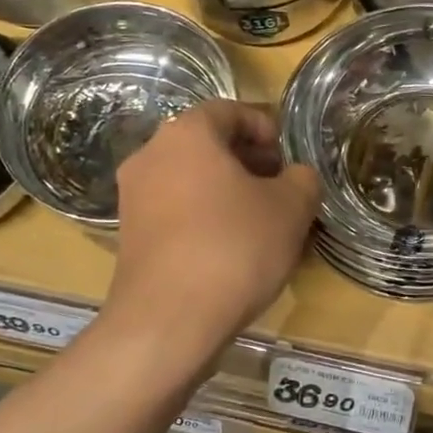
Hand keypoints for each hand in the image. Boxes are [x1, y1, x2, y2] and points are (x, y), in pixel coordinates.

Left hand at [107, 100, 319, 346]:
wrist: (169, 321)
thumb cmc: (235, 248)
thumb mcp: (291, 208)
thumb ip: (302, 179)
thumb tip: (295, 177)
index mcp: (186, 134)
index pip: (229, 110)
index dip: (265, 128)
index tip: (288, 158)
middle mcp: (150, 156)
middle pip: (206, 145)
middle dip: (248, 162)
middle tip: (280, 190)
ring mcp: (133, 197)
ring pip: (190, 180)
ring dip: (227, 192)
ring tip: (261, 223)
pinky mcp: (129, 237)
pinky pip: (175, 212)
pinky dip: (204, 218)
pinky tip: (231, 250)